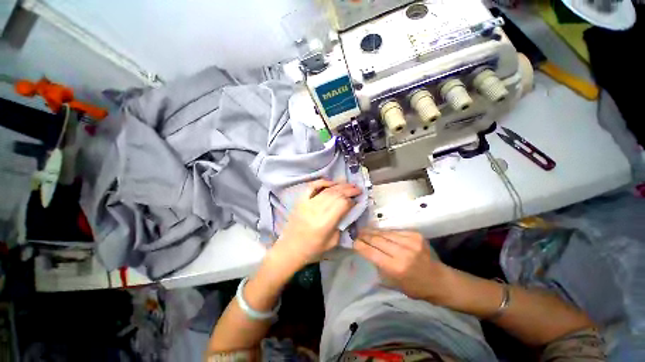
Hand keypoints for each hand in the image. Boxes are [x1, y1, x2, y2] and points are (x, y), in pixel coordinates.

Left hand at [273, 179, 360, 268]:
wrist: (289, 249)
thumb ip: (341, 225)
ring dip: (339, 185)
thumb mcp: (332, 243)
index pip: (342, 204)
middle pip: (336, 194)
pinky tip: (330, 182)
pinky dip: (322, 182)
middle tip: (357, 188)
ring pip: (326, 190)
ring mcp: (307, 203)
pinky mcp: (300, 200)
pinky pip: (311, 187)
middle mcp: (316, 210)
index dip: (351, 201)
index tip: (356, 201)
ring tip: (348, 184)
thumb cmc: (312, 250)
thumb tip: (348, 212)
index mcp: (325, 223)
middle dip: (349, 190)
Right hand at [353, 229, 448, 300]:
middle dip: (364, 235)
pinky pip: (395, 231)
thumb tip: (366, 251)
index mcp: (396, 268)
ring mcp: (411, 242)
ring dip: (373, 231)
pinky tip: (380, 231)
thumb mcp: (393, 283)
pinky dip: (385, 231)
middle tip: (357, 233)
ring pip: (385, 233)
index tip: (353, 242)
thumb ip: (378, 266)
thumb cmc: (414, 287)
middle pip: (377, 239)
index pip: (371, 252)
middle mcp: (403, 253)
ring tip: (365, 229)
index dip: (360, 246)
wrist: (439, 280)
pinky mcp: (416, 235)